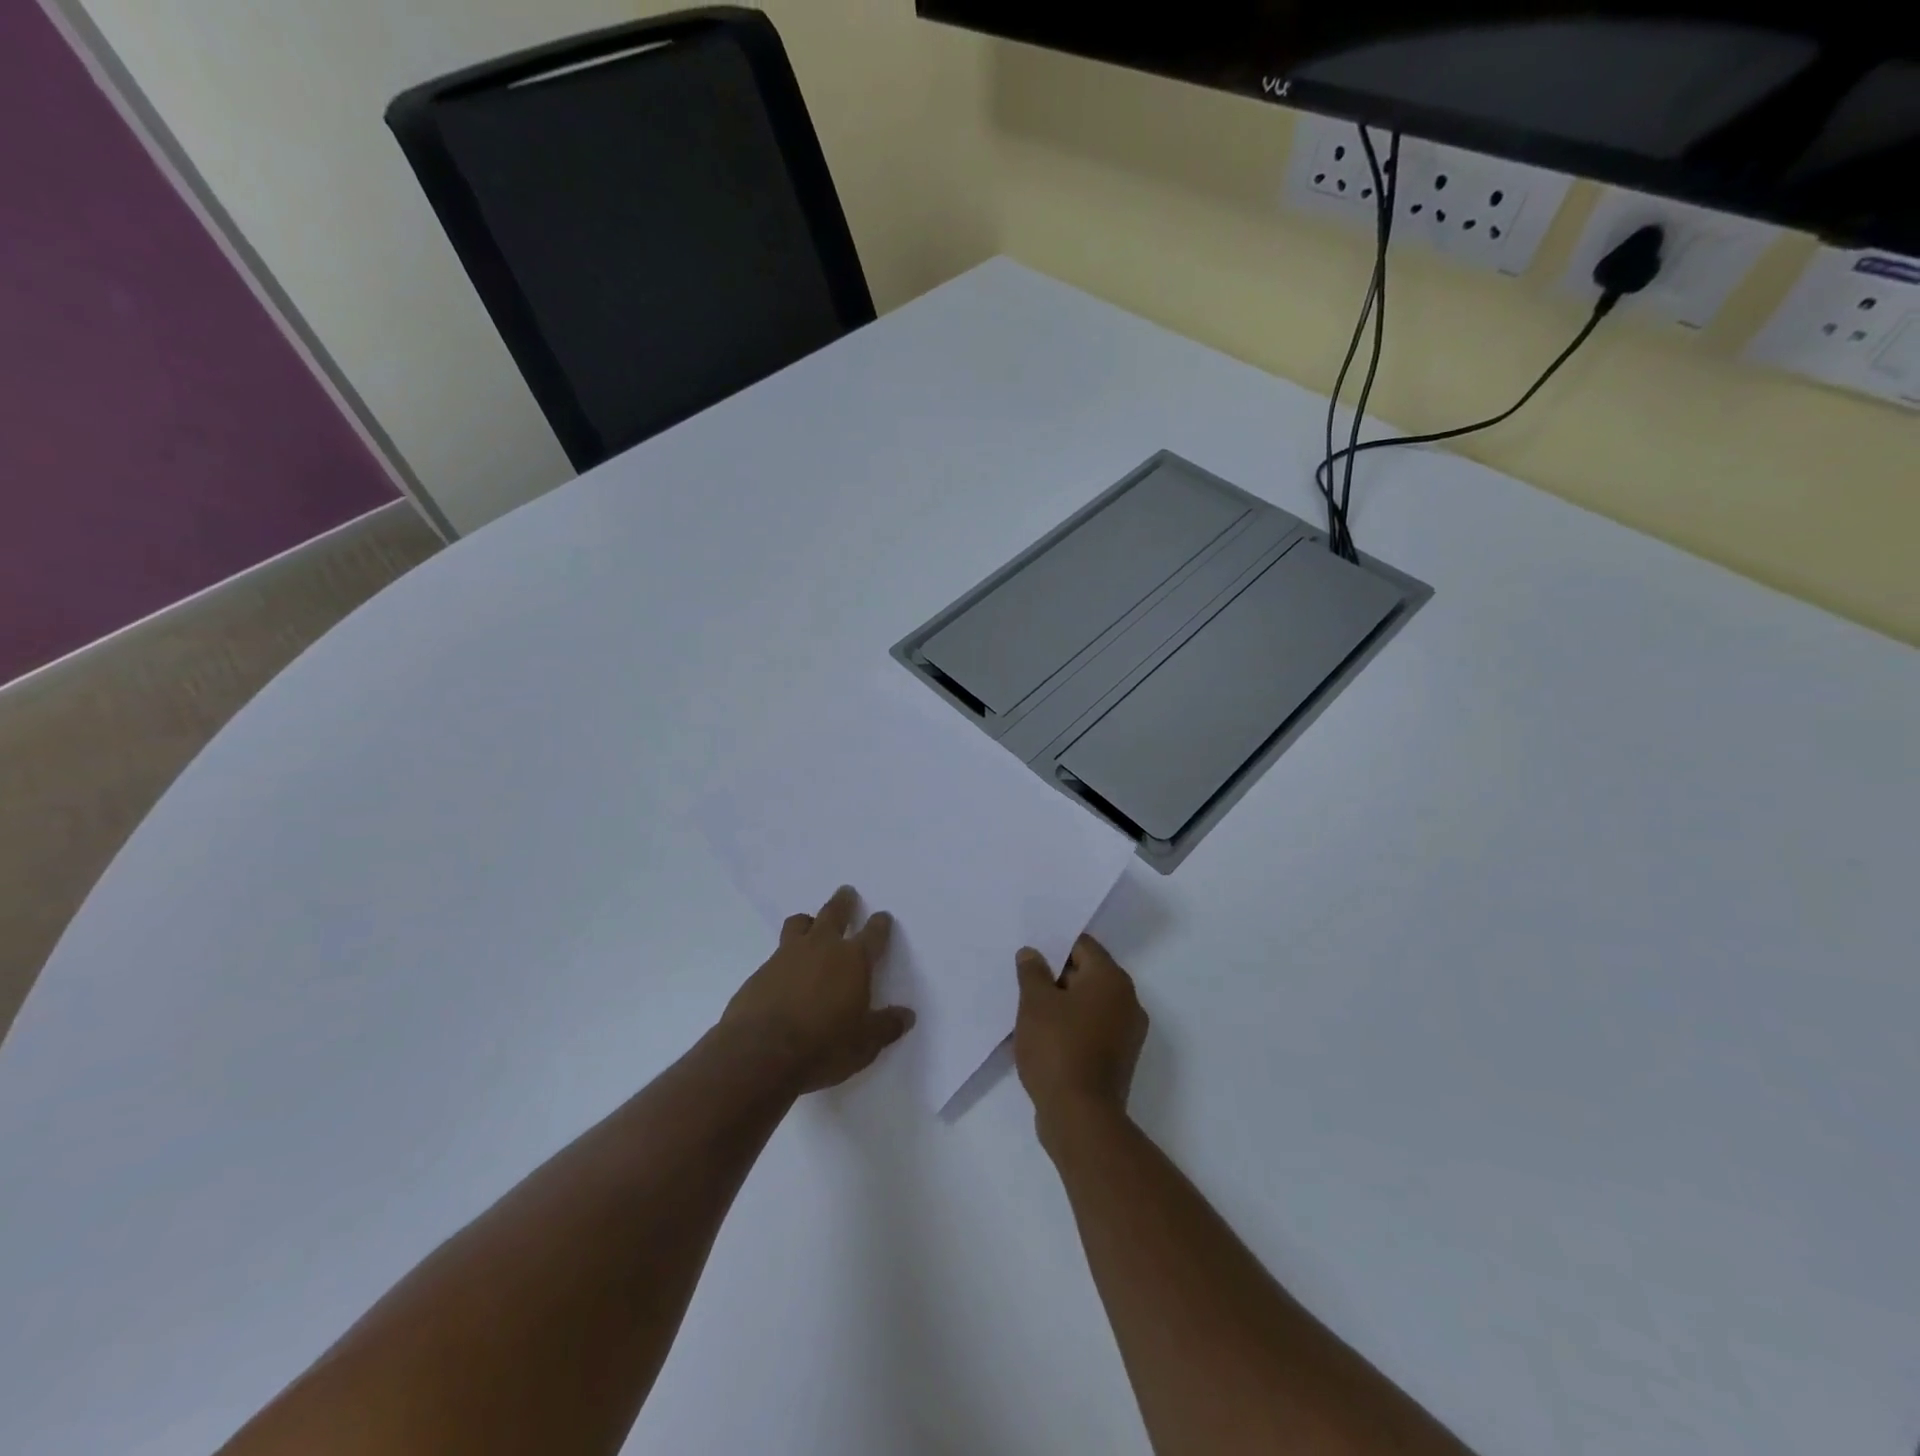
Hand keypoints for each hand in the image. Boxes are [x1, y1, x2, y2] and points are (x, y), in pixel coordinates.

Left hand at [723, 886, 915, 1093]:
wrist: (759, 1053)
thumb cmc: (823, 1046)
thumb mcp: (864, 1044)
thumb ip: (886, 1026)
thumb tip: (907, 1016)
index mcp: (853, 960)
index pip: (873, 934)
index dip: (880, 925)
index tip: (883, 917)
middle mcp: (822, 948)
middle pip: (834, 913)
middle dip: (843, 902)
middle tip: (846, 891)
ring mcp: (787, 955)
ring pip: (800, 924)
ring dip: (809, 921)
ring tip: (811, 923)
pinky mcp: (761, 970)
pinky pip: (778, 951)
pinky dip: (786, 953)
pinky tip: (786, 970)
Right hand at [1014, 935, 1148, 1135]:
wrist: (1081, 1118)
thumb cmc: (1058, 1049)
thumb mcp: (1035, 1003)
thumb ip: (1032, 971)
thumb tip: (1033, 953)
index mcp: (1111, 979)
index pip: (1082, 946)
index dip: (1054, 946)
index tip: (1030, 956)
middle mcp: (1127, 1000)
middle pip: (1087, 974)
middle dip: (1056, 977)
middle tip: (1025, 984)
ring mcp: (1127, 1033)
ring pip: (1089, 1004)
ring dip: (1062, 1005)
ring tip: (1030, 1012)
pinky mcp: (1119, 1059)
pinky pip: (1092, 1029)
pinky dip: (1072, 1028)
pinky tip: (1044, 1039)